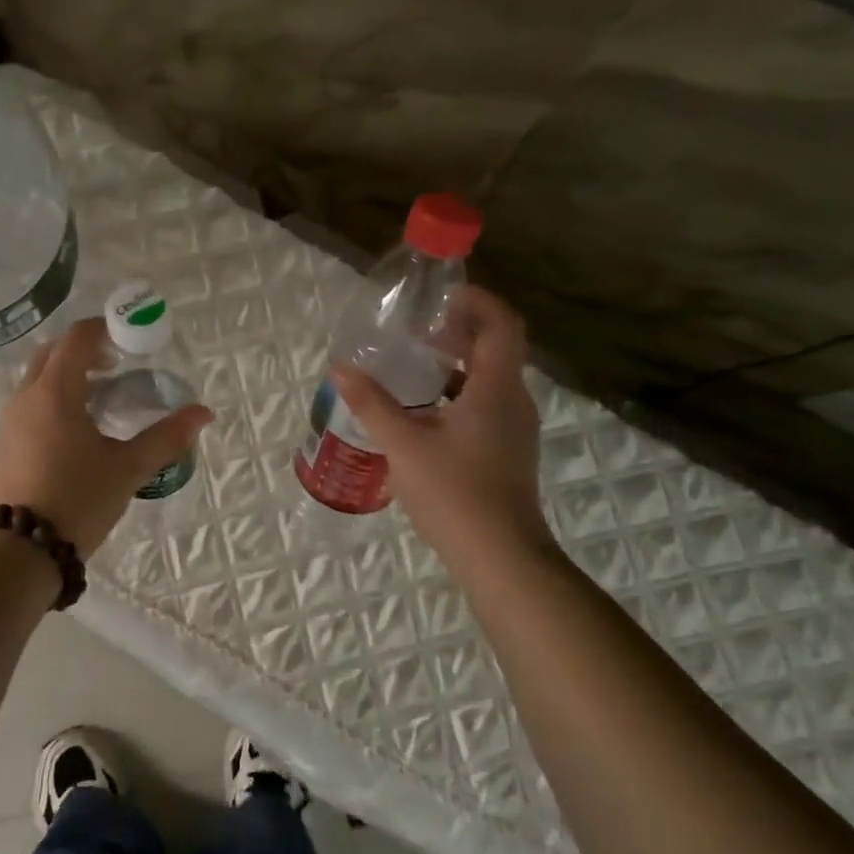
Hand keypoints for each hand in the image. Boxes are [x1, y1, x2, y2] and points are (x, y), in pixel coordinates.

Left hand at [0, 318, 213, 558]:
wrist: (19, 550)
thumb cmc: (78, 500)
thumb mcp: (128, 468)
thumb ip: (166, 437)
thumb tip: (203, 412)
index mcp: (55, 392)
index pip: (76, 338)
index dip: (104, 329)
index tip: (129, 337)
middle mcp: (26, 397)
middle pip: (53, 353)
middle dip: (85, 350)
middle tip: (117, 365)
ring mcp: (10, 421)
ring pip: (38, 379)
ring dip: (68, 376)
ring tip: (102, 398)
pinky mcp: (4, 444)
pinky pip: (30, 404)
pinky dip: (53, 399)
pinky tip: (76, 431)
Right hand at [331, 286, 550, 564]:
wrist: (500, 557)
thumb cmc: (454, 493)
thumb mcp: (403, 445)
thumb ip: (370, 403)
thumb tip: (339, 368)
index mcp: (496, 389)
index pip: (502, 324)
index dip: (477, 301)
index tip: (441, 296)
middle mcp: (513, 402)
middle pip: (496, 348)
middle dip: (459, 331)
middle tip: (417, 329)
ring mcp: (514, 429)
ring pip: (490, 378)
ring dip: (457, 363)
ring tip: (414, 365)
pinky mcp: (507, 451)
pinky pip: (486, 404)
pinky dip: (458, 392)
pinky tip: (423, 411)